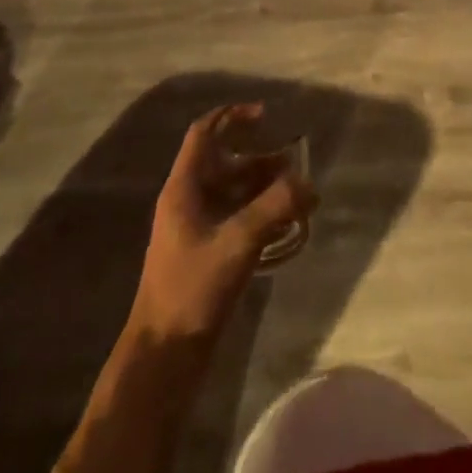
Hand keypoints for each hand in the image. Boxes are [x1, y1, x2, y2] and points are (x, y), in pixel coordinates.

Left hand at [131, 105, 315, 342]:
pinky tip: (286, 226)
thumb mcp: (237, 243)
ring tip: (299, 195)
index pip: (204, 134)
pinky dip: (260, 214)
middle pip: (225, 164)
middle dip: (261, 159)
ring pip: (233, 193)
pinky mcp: (205, 254)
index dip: (232, 117)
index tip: (265, 116)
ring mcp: (195, 229)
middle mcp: (188, 201)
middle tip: (296, 166)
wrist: (163, 357)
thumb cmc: (192, 290)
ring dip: (264, 188)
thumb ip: (274, 207)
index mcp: (184, 188)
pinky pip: (236, 218)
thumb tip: (308, 183)